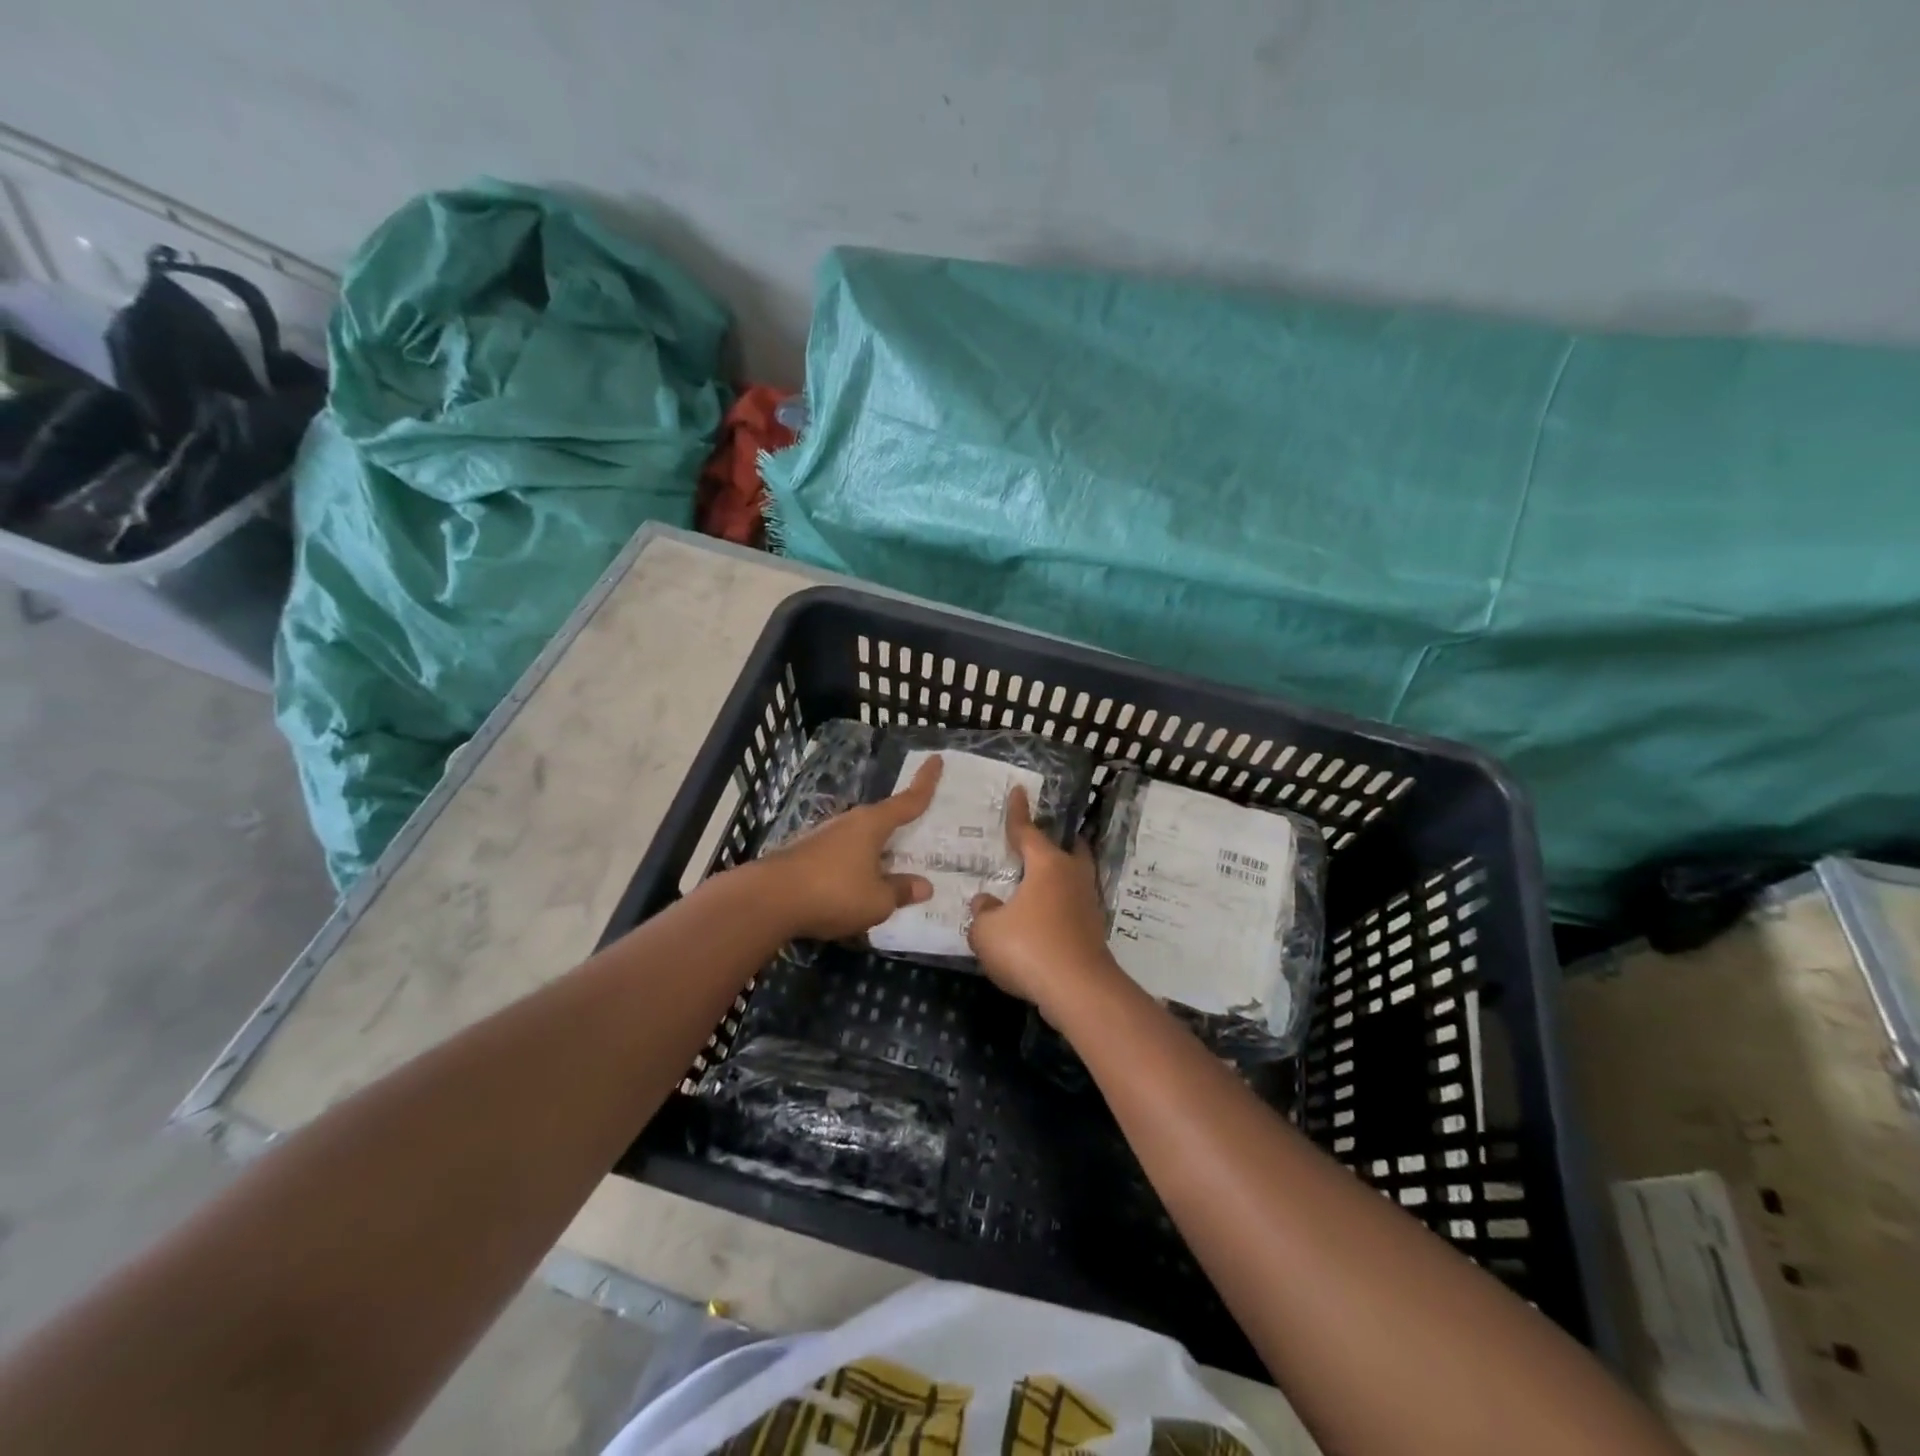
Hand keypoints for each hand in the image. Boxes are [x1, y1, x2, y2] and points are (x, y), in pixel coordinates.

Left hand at [756, 755, 941, 940]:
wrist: (768, 901)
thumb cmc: (833, 893)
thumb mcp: (877, 901)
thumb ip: (900, 891)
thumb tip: (923, 886)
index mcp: (872, 825)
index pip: (907, 800)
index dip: (925, 782)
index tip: (936, 760)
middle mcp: (849, 823)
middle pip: (882, 821)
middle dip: (900, 828)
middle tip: (920, 835)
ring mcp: (823, 838)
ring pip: (860, 841)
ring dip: (875, 853)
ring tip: (891, 872)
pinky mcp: (805, 856)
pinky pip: (842, 858)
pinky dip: (855, 868)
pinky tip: (857, 888)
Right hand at [966, 786, 1118, 1010]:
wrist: (1078, 991)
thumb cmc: (1029, 948)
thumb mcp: (987, 931)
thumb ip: (982, 912)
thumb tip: (986, 902)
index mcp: (1046, 865)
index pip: (1027, 830)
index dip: (1018, 812)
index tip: (1018, 790)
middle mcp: (1072, 876)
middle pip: (1067, 849)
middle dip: (1055, 842)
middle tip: (1039, 841)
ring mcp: (1088, 904)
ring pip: (1073, 879)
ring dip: (1058, 878)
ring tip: (1037, 883)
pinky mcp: (1094, 931)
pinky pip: (1073, 907)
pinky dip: (1059, 906)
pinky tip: (1042, 919)